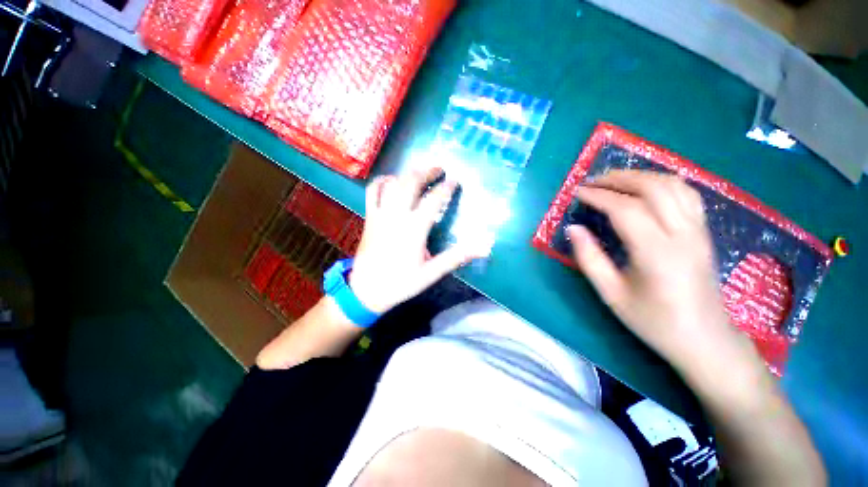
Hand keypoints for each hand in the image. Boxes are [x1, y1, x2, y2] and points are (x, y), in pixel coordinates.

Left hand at [349, 168, 491, 313]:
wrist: (365, 290)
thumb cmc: (401, 283)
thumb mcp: (431, 273)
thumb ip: (456, 257)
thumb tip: (485, 247)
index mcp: (414, 229)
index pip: (433, 200)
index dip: (446, 188)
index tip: (455, 181)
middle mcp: (397, 215)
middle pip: (411, 183)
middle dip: (427, 172)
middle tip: (439, 169)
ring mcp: (380, 214)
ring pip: (393, 184)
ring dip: (408, 174)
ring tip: (420, 171)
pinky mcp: (369, 217)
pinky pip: (372, 191)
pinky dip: (382, 181)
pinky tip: (391, 179)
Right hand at [567, 170, 746, 371]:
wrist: (704, 339)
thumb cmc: (654, 321)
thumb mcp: (611, 294)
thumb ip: (589, 258)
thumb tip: (573, 229)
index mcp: (657, 254)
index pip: (626, 210)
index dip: (599, 196)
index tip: (577, 192)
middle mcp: (683, 235)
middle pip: (653, 188)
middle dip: (619, 179)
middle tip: (592, 182)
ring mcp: (698, 231)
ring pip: (673, 185)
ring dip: (640, 176)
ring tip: (614, 180)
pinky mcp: (704, 232)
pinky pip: (687, 194)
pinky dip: (662, 182)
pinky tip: (645, 187)